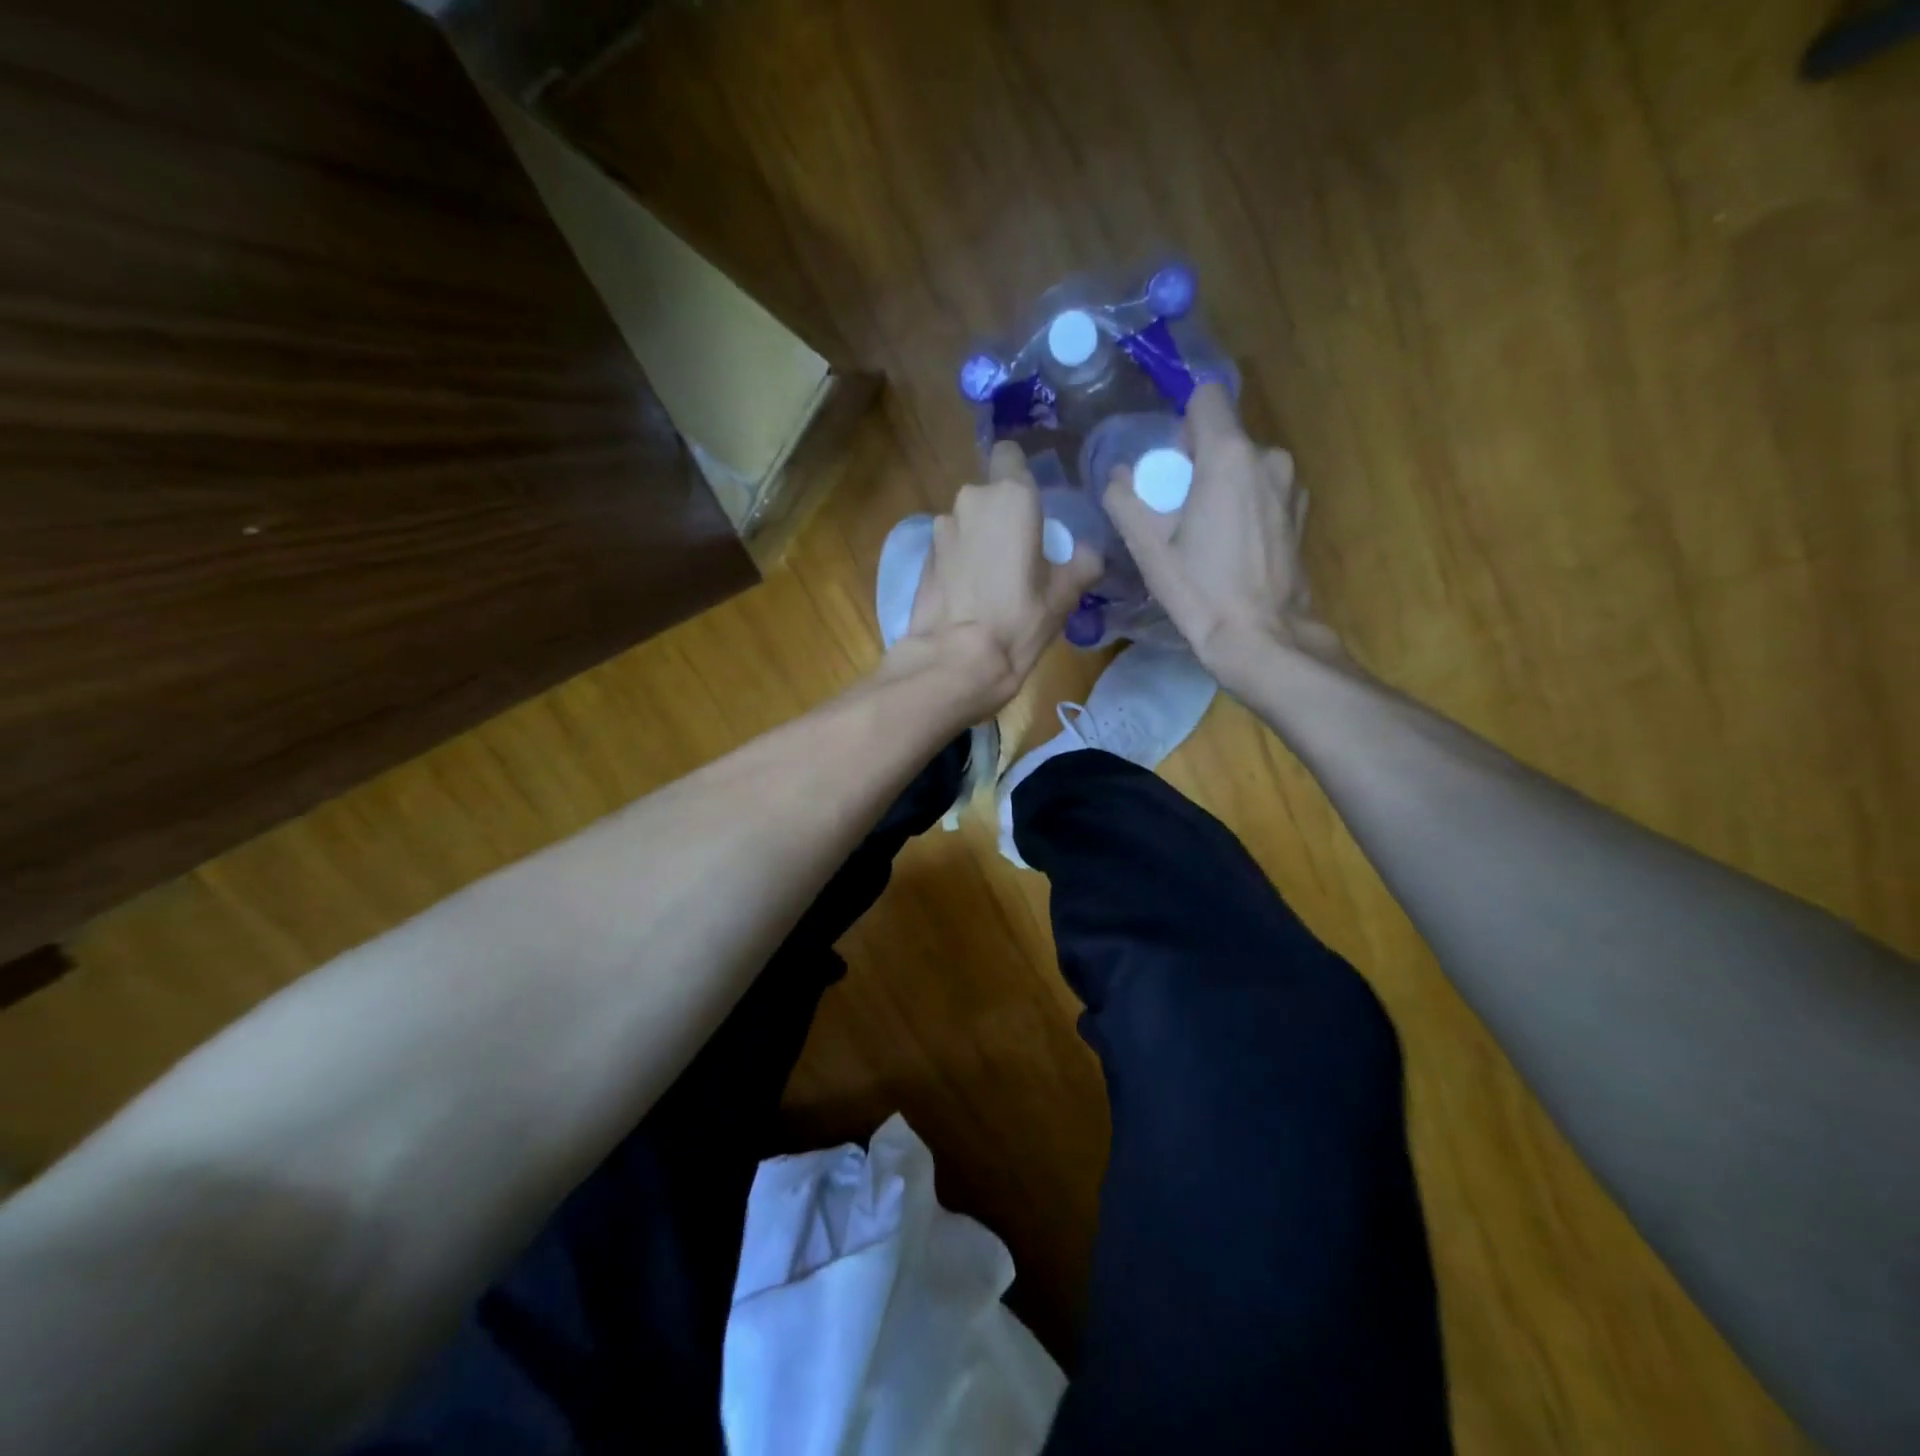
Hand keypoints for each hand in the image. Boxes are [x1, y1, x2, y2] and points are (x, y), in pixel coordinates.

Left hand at [898, 441, 1102, 708]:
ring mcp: (940, 529)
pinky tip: (969, 595)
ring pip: (967, 522)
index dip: (1020, 475)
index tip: (1033, 507)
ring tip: (992, 580)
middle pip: (989, 495)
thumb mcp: (1065, 594)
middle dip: (1001, 516)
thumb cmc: (1018, 619)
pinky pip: (949, 548)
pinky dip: (959, 562)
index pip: (1010, 455)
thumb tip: (1087, 553)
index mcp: (1010, 496)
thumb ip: (1082, 562)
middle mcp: (970, 501)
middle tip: (1020, 554)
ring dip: (979, 540)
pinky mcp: (921, 558)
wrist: (955, 660)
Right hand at [1105, 382, 1337, 680]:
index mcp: (1229, 456)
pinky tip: (1232, 547)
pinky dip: (1245, 504)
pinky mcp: (1301, 513)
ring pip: (1245, 465)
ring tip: (1205, 533)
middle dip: (1198, 461)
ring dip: (1222, 485)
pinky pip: (1263, 490)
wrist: (1261, 638)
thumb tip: (1116, 476)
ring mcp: (1291, 486)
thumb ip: (1125, 500)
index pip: (1205, 397)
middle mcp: (1268, 458)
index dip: (1181, 422)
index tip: (1168, 462)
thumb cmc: (1200, 591)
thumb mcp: (1148, 549)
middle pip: (1223, 436)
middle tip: (1176, 510)